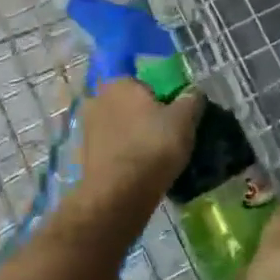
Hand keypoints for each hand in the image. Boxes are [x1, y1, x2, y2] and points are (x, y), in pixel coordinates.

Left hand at [77, 79, 202, 209]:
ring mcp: (88, 129)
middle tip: (169, 136)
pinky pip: (113, 150)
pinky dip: (125, 157)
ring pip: (121, 128)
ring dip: (135, 138)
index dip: (163, 98)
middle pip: (131, 105)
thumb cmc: (152, 147)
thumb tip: (194, 92)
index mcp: (119, 83)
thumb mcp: (184, 120)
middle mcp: (98, 99)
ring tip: (157, 157)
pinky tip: (141, 171)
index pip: (145, 83)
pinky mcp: (85, 156)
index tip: (176, 116)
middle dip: (147, 117)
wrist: (118, 196)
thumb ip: (192, 99)